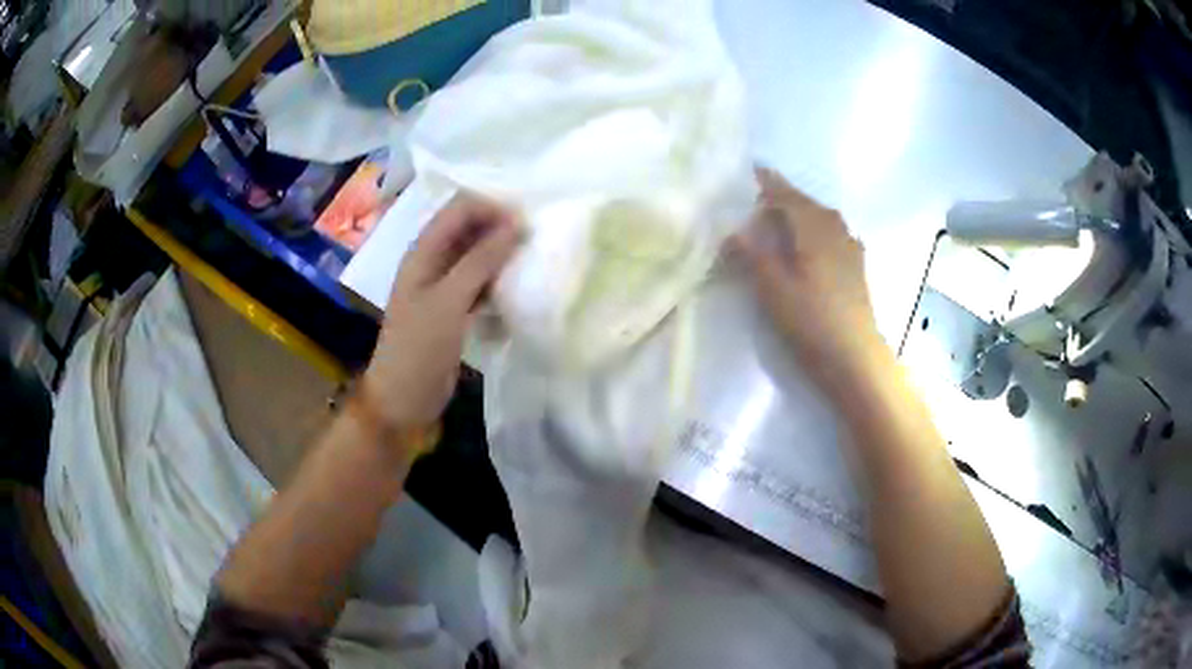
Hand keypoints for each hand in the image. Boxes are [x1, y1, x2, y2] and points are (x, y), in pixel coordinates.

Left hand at [362, 195, 519, 431]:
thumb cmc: (419, 347)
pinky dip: (498, 280)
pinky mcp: (454, 308)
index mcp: (423, 251)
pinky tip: (517, 288)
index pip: (459, 208)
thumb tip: (514, 224)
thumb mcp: (449, 301)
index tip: (524, 226)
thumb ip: (480, 261)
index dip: (491, 208)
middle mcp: (433, 261)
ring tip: (530, 262)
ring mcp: (443, 285)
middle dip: (499, 229)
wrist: (403, 398)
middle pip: (469, 228)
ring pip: (477, 255)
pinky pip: (480, 282)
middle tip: (533, 243)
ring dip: (501, 255)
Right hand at [729, 168, 885, 392]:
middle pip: (807, 203)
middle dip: (784, 195)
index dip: (768, 182)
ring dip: (802, 211)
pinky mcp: (856, 267)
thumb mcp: (774, 289)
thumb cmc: (811, 321)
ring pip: (823, 217)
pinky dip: (818, 228)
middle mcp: (835, 230)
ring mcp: (850, 248)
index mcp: (814, 229)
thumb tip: (732, 230)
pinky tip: (814, 240)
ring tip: (783, 215)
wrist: (855, 357)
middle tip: (759, 195)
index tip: (750, 169)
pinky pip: (834, 233)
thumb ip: (753, 255)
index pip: (787, 196)